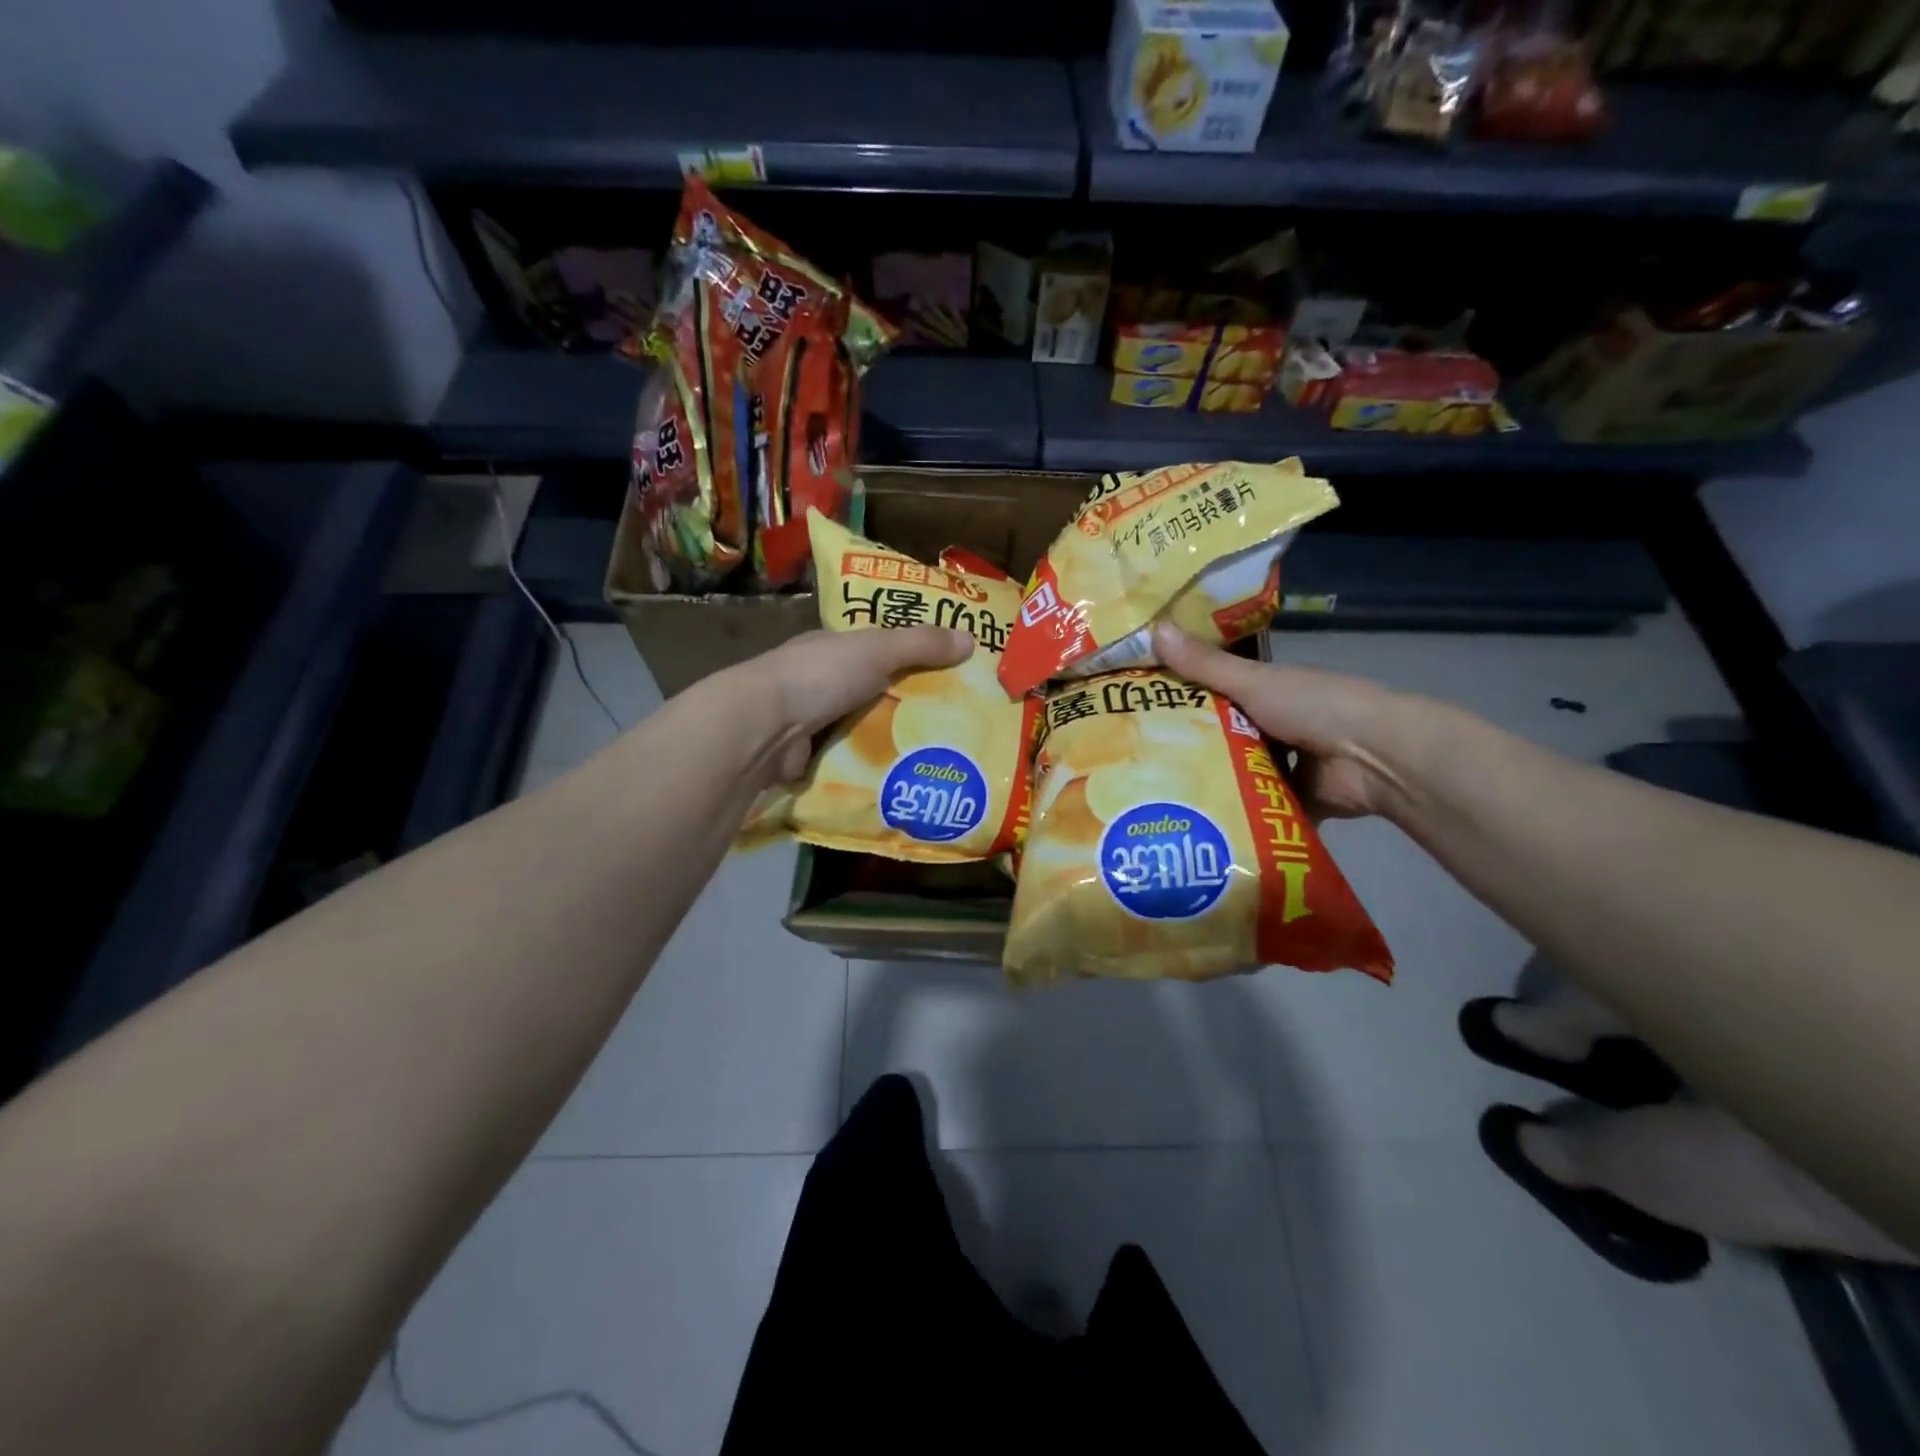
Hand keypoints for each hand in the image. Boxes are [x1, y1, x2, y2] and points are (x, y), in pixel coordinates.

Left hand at [757, 626, 974, 780]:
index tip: (948, 673)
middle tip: (953, 720)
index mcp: (833, 648)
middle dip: (906, 703)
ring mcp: (811, 720)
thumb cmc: (822, 675)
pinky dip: (870, 763)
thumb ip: (922, 644)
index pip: (878, 649)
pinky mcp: (808, 756)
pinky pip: (849, 757)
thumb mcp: (879, 649)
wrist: (764, 726)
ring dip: (890, 737)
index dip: (911, 656)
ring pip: (863, 726)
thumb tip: (972, 638)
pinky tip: (902, 773)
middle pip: (874, 690)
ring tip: (937, 751)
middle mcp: (820, 681)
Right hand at [1154, 622, 1412, 818]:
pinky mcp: (1292, 800)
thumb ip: (1204, 665)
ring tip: (1157, 796)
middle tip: (1137, 760)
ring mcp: (1285, 765)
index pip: (1213, 693)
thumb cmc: (1313, 706)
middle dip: (1187, 747)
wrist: (1374, 757)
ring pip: (1237, 774)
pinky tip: (1196, 822)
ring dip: (1210, 783)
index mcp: (1266, 691)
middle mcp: (1273, 726)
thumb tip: (1154, 627)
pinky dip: (1237, 814)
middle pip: (1221, 736)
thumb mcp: (1252, 682)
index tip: (1137, 709)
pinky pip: (1257, 807)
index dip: (1179, 699)